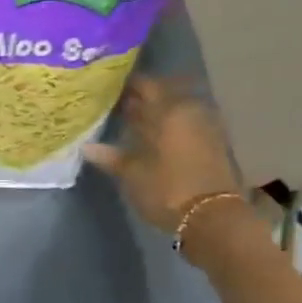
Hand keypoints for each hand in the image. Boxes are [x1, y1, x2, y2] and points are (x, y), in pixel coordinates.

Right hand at [84, 78, 242, 235]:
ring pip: (176, 111)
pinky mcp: (214, 145)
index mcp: (169, 109)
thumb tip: (87, 147)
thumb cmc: (167, 190)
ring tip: (133, 124)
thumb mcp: (132, 174)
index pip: (145, 84)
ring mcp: (206, 126)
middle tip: (117, 106)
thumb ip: (111, 157)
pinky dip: (170, 128)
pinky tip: (154, 140)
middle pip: (163, 95)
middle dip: (141, 99)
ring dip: (157, 115)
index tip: (107, 89)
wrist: (213, 218)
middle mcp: (190, 110)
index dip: (126, 85)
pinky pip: (187, 125)